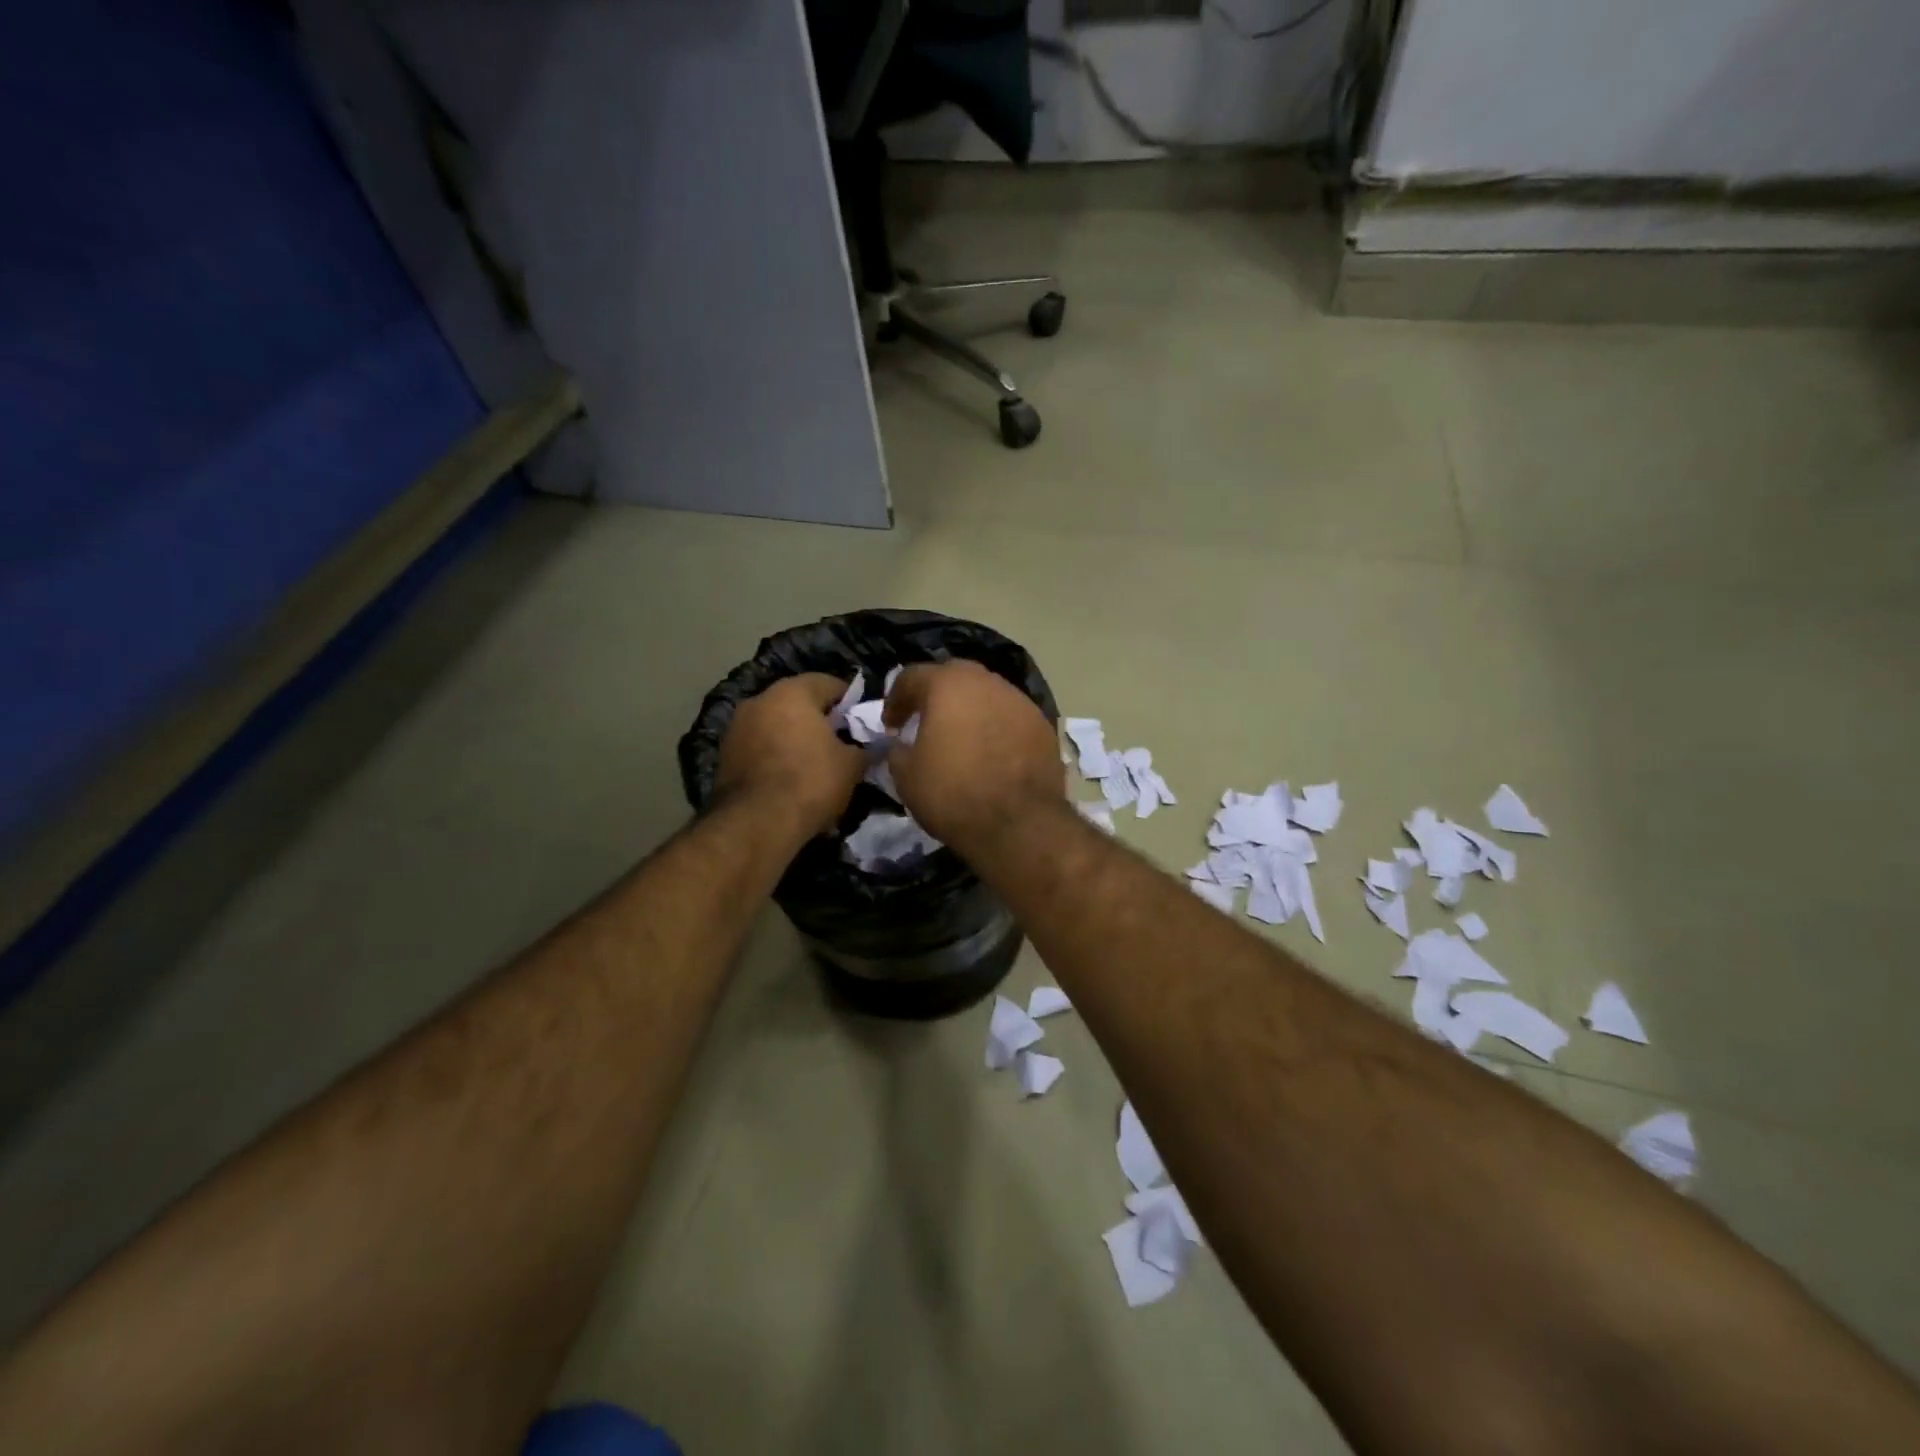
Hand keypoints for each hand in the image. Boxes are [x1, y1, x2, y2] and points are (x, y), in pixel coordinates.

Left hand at [714, 674, 867, 838]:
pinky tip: (790, 778)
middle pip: (798, 703)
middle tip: (841, 742)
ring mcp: (736, 727)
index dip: (850, 701)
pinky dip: (775, 756)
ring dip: (794, 738)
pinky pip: (759, 747)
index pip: (829, 683)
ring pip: (776, 724)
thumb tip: (875, 747)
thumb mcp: (851, 766)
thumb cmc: (810, 782)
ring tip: (815, 763)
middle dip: (820, 720)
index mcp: (792, 692)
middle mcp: (759, 700)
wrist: (756, 823)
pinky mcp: (724, 756)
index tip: (862, 721)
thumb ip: (865, 749)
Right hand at [882, 661, 1064, 850]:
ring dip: (969, 709)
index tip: (890, 726)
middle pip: (953, 677)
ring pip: (986, 694)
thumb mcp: (906, 776)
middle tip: (924, 721)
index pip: (911, 677)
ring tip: (960, 737)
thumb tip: (901, 744)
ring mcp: (1020, 701)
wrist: (1019, 823)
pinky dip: (995, 727)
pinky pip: (1009, 717)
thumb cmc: (953, 794)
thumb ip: (897, 750)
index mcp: (947, 685)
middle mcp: (986, 682)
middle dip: (935, 695)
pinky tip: (991, 753)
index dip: (895, 700)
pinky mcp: (1042, 724)